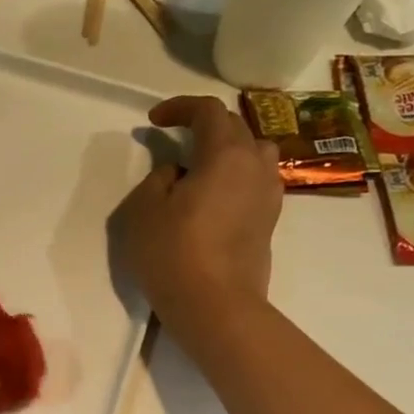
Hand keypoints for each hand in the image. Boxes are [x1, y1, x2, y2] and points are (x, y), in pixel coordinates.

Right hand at [115, 95, 282, 335]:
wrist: (215, 305)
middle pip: (235, 127)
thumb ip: (158, 178)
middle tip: (174, 138)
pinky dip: (236, 176)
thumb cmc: (172, 253)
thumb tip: (178, 171)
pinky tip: (214, 196)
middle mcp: (256, 166)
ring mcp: (269, 194)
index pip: (209, 111)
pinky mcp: (269, 221)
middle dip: (203, 125)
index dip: (180, 107)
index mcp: (226, 154)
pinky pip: (256, 181)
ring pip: (254, 153)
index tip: (154, 121)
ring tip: (202, 165)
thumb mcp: (143, 209)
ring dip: (228, 149)